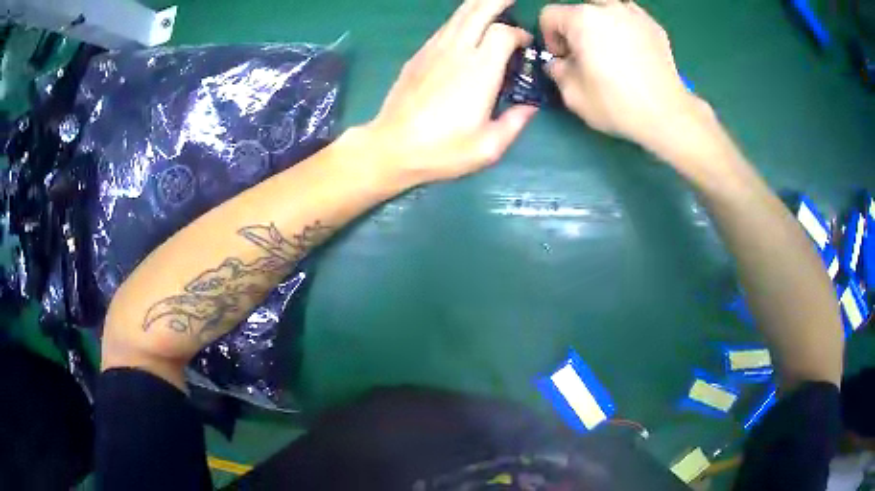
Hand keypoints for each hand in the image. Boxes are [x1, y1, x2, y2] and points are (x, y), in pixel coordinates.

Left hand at [365, 0, 536, 182]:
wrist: (392, 147)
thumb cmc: (442, 149)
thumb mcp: (488, 147)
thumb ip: (515, 123)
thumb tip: (529, 107)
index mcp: (479, 70)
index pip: (503, 33)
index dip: (519, 34)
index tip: (526, 46)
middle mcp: (457, 51)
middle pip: (478, 10)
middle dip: (497, 0)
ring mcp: (433, 50)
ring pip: (458, 15)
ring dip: (478, 5)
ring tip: (492, 4)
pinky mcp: (418, 55)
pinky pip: (444, 27)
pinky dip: (460, 19)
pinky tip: (466, 25)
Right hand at [539, 1, 706, 155]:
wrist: (667, 114)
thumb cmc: (617, 104)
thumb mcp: (573, 94)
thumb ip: (557, 70)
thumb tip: (559, 63)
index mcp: (582, 19)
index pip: (549, 15)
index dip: (549, 37)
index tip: (563, 59)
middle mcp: (608, 8)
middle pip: (579, 8)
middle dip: (575, 28)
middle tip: (585, 53)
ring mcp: (634, 14)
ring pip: (606, 8)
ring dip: (600, 23)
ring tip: (609, 47)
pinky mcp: (654, 26)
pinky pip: (630, 17)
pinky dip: (624, 27)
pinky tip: (631, 50)